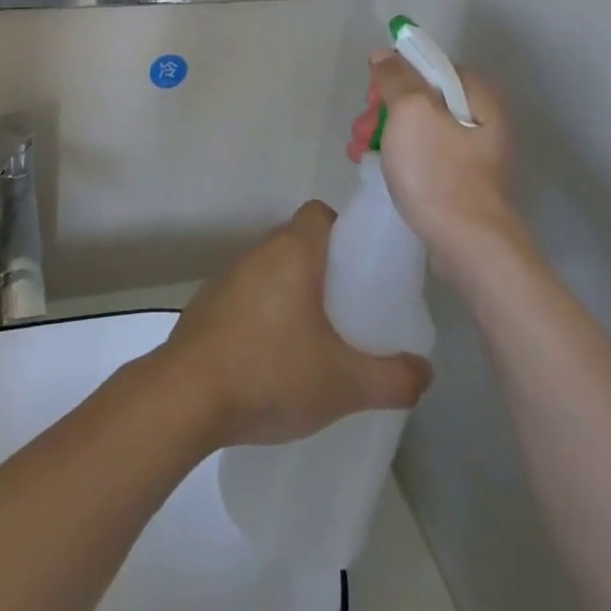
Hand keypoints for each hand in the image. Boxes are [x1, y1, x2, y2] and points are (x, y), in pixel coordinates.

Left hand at [157, 202, 432, 448]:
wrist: (186, 397)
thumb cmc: (271, 372)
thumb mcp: (345, 383)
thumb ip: (393, 378)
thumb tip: (425, 372)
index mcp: (292, 251)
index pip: (320, 213)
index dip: (345, 232)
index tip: (362, 270)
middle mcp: (258, 252)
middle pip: (298, 243)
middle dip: (326, 271)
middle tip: (350, 312)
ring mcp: (227, 277)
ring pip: (272, 271)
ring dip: (293, 295)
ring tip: (316, 342)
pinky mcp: (207, 306)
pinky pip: (248, 297)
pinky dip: (265, 315)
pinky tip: (274, 361)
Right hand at [350, 53, 528, 281]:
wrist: (469, 246)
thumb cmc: (438, 171)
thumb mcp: (410, 112)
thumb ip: (396, 77)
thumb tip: (384, 53)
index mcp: (476, 94)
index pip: (430, 65)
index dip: (396, 75)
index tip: (373, 97)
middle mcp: (480, 117)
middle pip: (421, 96)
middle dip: (384, 109)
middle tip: (362, 129)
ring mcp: (473, 151)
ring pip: (419, 126)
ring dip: (385, 132)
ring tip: (359, 151)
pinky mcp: (462, 180)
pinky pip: (424, 154)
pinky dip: (399, 155)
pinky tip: (378, 167)